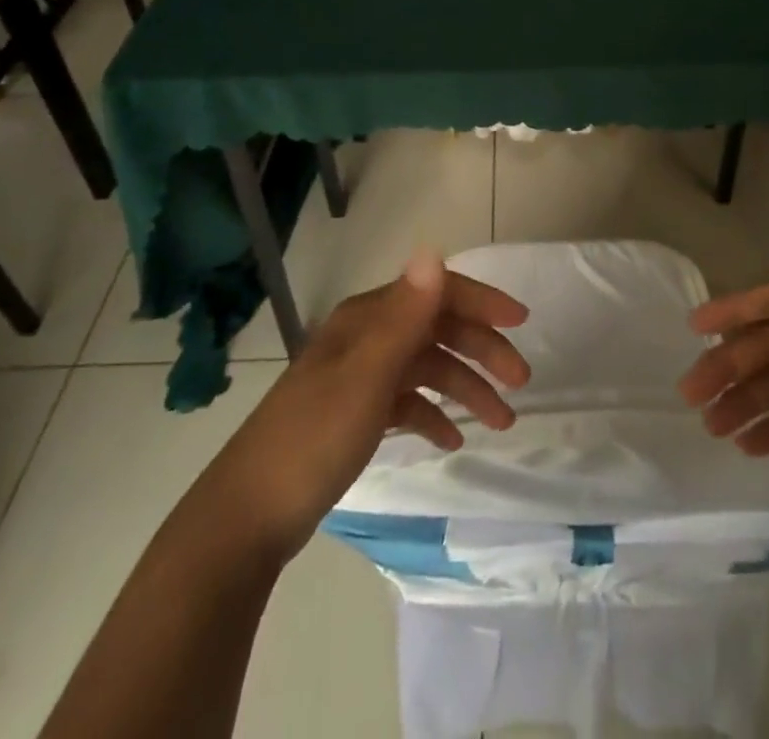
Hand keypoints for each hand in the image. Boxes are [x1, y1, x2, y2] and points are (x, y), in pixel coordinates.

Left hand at [198, 250, 530, 562]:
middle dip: (481, 349)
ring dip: (465, 387)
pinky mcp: (354, 415)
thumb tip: (434, 251)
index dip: (481, 301)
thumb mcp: (366, 376)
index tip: (522, 323)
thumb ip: (405, 315)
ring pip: (425, 367)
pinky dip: (433, 415)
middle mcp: (365, 338)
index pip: (435, 293)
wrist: (246, 518)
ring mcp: (358, 377)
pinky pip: (406, 402)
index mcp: (367, 319)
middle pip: (435, 329)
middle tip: (520, 381)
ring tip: (502, 422)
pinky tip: (452, 439)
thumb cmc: (313, 439)